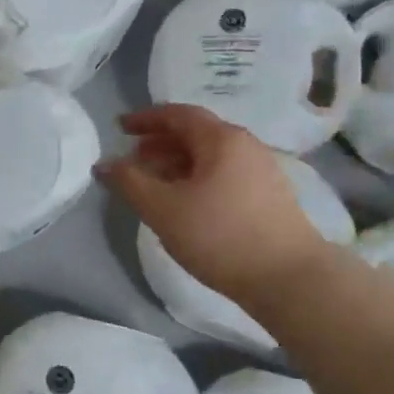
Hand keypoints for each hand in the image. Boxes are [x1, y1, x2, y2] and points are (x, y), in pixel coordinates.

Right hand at [98, 104, 331, 304]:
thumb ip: (130, 183)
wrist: (289, 278)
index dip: (146, 119)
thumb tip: (104, 164)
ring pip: (210, 157)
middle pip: (196, 134)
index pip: (178, 114)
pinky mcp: (268, 197)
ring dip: (177, 164)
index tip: (120, 128)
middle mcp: (245, 146)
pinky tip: (186, 205)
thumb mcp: (164, 209)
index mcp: (221, 139)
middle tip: (133, 160)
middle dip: (160, 143)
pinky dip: (197, 179)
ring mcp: (261, 171)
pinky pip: (224, 175)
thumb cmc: (220, 236)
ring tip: (154, 185)